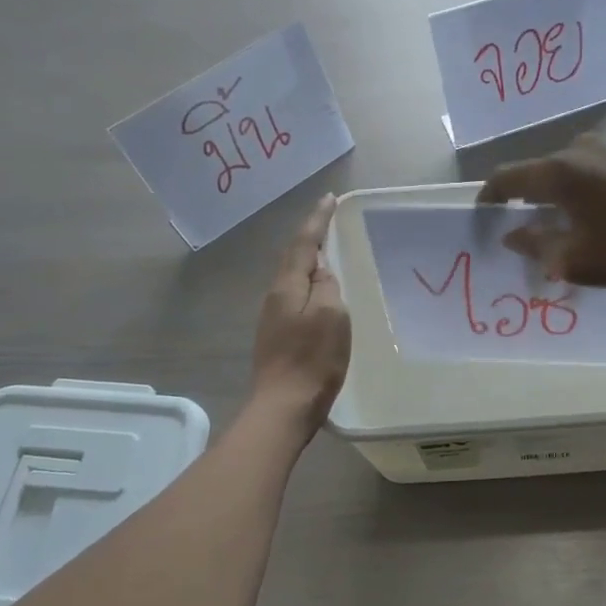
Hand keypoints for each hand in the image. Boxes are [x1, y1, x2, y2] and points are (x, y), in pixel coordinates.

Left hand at [251, 195, 350, 432]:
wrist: (283, 406)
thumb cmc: (313, 360)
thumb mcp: (332, 316)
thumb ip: (328, 287)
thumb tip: (322, 272)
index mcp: (287, 287)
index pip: (303, 244)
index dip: (317, 221)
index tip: (329, 199)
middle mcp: (275, 297)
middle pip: (294, 260)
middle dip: (312, 240)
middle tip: (331, 225)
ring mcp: (273, 319)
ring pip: (294, 281)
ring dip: (311, 266)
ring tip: (331, 258)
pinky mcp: (278, 338)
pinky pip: (296, 300)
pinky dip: (311, 290)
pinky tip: (323, 298)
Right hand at [476, 135, 605, 286]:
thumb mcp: (578, 258)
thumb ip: (537, 245)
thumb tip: (512, 234)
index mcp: (557, 172)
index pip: (506, 178)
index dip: (488, 199)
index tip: (482, 220)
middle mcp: (578, 150)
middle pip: (537, 174)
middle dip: (526, 204)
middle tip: (525, 235)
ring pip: (567, 174)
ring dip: (557, 199)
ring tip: (563, 230)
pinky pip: (593, 173)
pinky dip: (583, 194)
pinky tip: (597, 218)